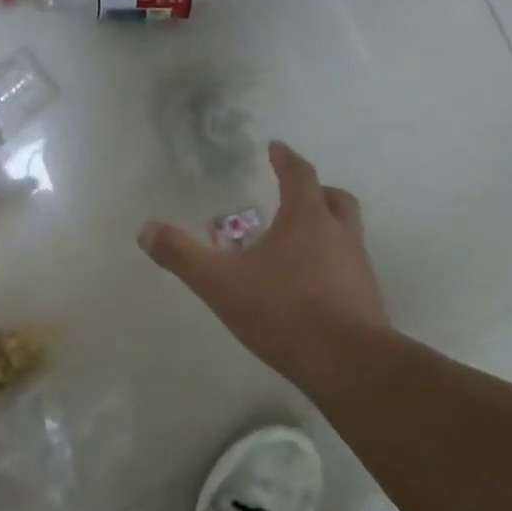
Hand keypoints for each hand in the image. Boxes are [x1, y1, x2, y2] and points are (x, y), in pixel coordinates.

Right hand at [138, 142, 391, 390]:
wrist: (347, 363)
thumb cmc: (283, 311)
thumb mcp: (219, 283)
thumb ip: (181, 255)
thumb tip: (145, 229)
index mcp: (307, 220)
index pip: (300, 175)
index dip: (287, 158)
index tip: (276, 147)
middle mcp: (339, 235)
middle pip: (335, 199)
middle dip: (315, 191)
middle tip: (294, 194)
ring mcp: (358, 267)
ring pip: (346, 233)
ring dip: (325, 228)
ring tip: (296, 244)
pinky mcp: (365, 298)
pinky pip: (348, 267)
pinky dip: (330, 263)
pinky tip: (308, 286)